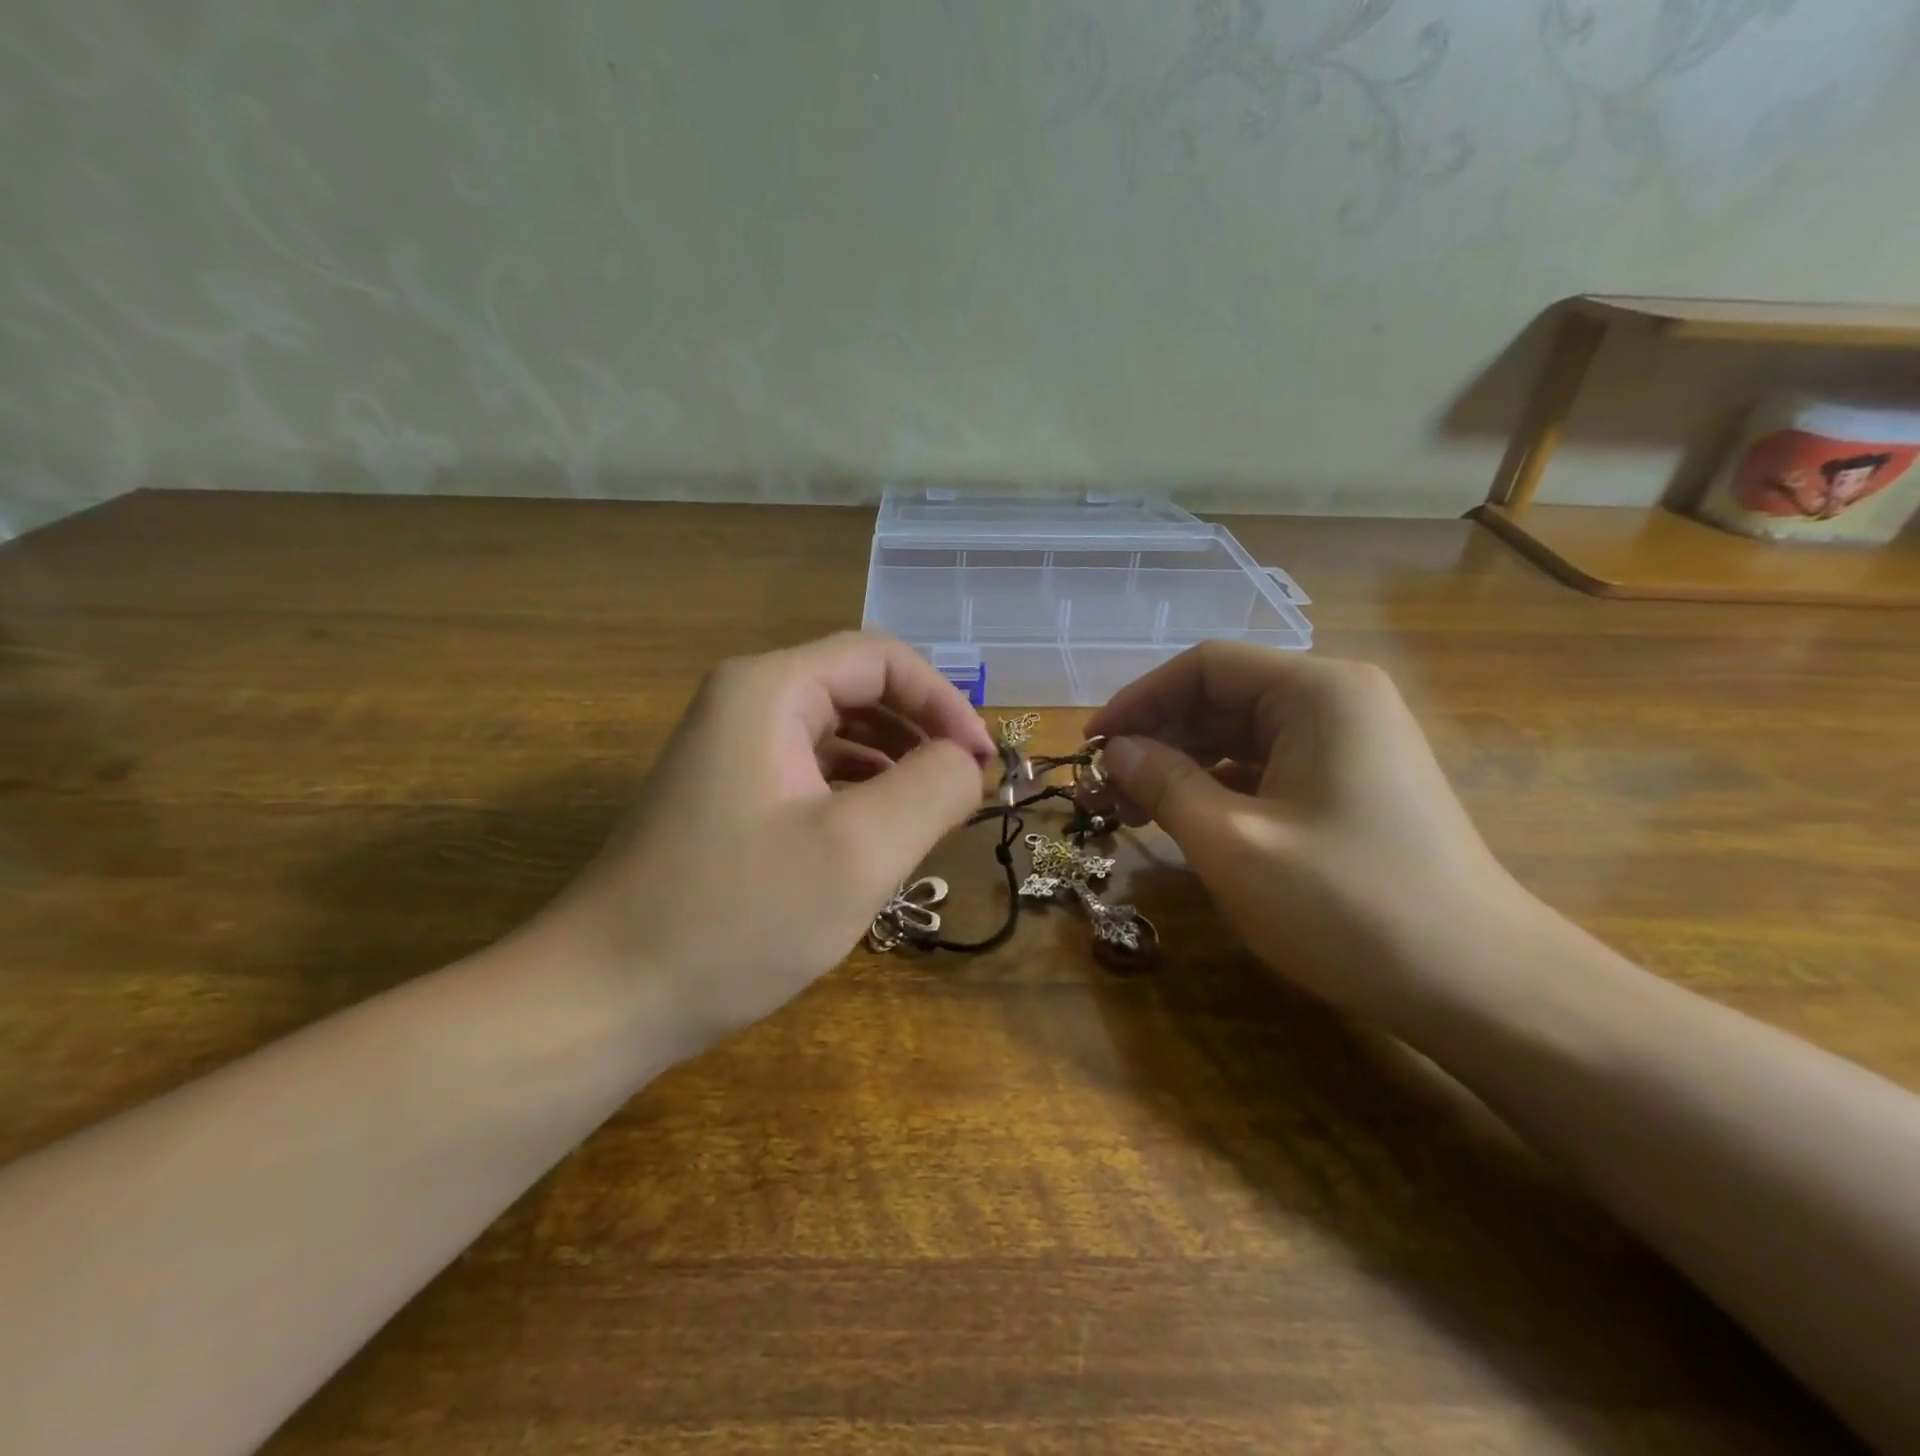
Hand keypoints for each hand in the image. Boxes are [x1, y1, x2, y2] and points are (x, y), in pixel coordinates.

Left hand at [525, 632, 993, 1059]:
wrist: (605, 998)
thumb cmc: (736, 918)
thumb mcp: (859, 851)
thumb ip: (933, 788)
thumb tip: (966, 762)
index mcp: (770, 690)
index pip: (883, 659)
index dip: (945, 702)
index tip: (983, 765)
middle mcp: (746, 703)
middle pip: (860, 690)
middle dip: (922, 733)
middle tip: (965, 792)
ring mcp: (731, 751)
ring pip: (839, 734)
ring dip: (894, 765)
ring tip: (931, 818)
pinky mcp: (729, 797)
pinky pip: (812, 773)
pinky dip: (858, 794)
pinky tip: (878, 838)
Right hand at [1086, 643, 1529, 1019]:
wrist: (1481, 987)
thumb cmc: (1348, 905)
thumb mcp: (1233, 843)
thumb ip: (1163, 784)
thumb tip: (1115, 750)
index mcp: (1317, 692)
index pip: (1204, 666)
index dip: (1138, 700)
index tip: (1092, 746)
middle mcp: (1338, 701)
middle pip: (1223, 697)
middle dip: (1158, 738)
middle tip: (1104, 789)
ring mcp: (1351, 744)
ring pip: (1242, 735)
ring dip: (1183, 766)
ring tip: (1133, 811)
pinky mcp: (1353, 784)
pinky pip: (1269, 767)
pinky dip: (1220, 787)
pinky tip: (1188, 821)